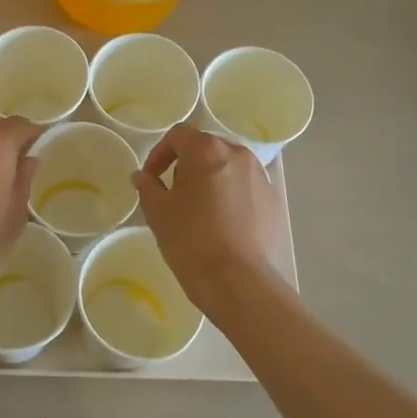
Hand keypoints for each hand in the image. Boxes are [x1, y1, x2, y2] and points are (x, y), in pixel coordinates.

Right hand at [132, 125, 288, 321]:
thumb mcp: (158, 213)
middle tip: (174, 195)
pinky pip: (247, 189)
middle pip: (206, 149)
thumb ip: (148, 187)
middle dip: (187, 166)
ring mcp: (260, 177)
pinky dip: (232, 198)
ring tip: (200, 212)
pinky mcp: (275, 201)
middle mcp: (237, 154)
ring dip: (211, 181)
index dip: (160, 153)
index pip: (178, 135)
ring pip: (228, 169)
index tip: (151, 178)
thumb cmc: (191, 241)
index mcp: (206, 150)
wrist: (240, 282)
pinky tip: (224, 226)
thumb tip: (142, 176)